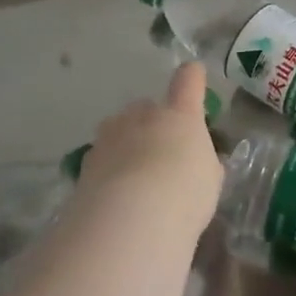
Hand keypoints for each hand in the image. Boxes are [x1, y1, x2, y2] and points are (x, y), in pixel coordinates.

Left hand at [78, 63, 224, 231]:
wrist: (128, 220)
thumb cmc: (184, 194)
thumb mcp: (209, 180)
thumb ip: (203, 162)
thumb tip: (197, 159)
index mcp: (180, 114)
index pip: (189, 80)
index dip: (193, 77)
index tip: (194, 76)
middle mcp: (143, 115)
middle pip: (148, 106)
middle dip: (154, 123)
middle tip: (162, 153)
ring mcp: (111, 135)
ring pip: (119, 129)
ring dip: (127, 144)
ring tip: (135, 177)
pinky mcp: (86, 162)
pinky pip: (103, 157)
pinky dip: (109, 169)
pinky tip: (116, 197)